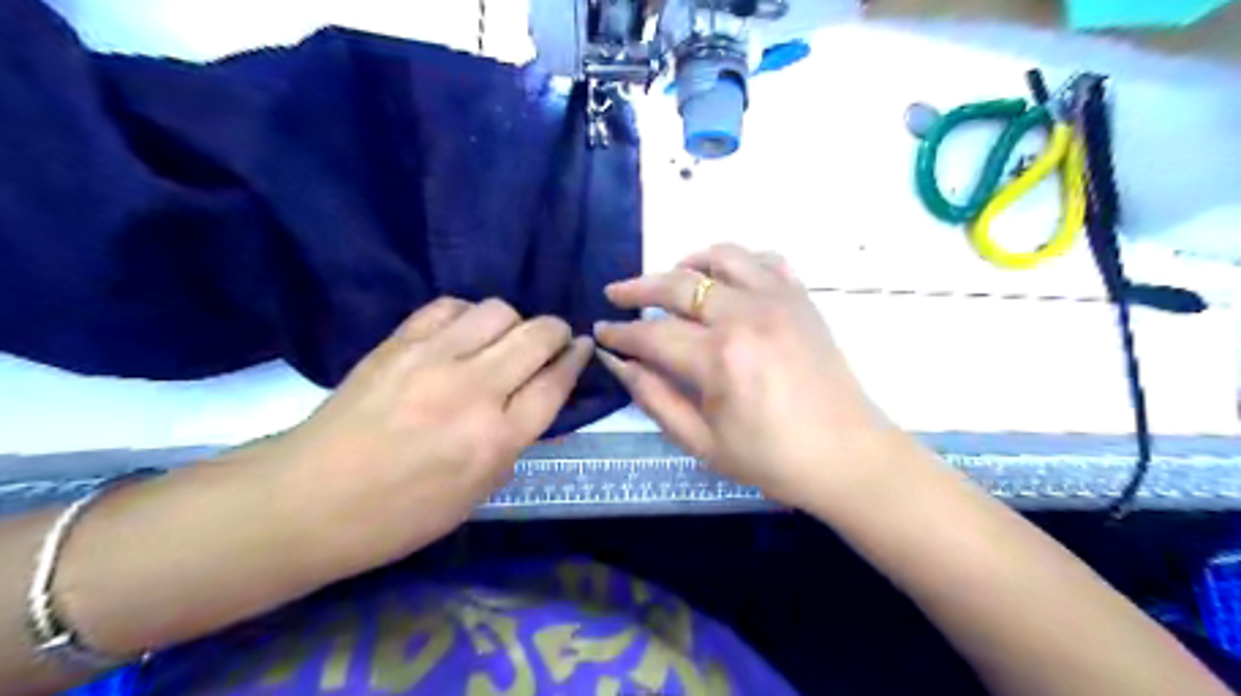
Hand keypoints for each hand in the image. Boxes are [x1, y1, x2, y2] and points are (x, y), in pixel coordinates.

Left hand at [273, 296, 589, 573]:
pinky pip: (449, 307)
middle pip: (537, 337)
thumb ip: (513, 443)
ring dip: (513, 322)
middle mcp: (474, 391)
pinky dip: (467, 315)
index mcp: (496, 439)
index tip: (582, 346)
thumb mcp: (477, 493)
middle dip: (557, 331)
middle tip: (554, 339)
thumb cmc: (402, 514)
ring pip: (498, 311)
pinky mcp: (399, 343)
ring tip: (502, 340)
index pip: (555, 384)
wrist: (311, 499)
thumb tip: (534, 402)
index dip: (576, 360)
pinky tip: (462, 333)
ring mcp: (433, 360)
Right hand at [596, 249, 908, 507]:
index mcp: (720, 358)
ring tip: (670, 280)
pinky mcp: (802, 299)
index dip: (620, 334)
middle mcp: (746, 315)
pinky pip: (765, 259)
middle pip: (678, 283)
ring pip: (722, 256)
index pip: (652, 335)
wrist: (848, 456)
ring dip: (687, 263)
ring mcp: (779, 300)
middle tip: (616, 295)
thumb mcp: (702, 443)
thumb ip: (655, 398)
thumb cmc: (773, 459)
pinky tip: (725, 280)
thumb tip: (619, 363)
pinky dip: (738, 261)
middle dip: (637, 287)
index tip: (600, 331)